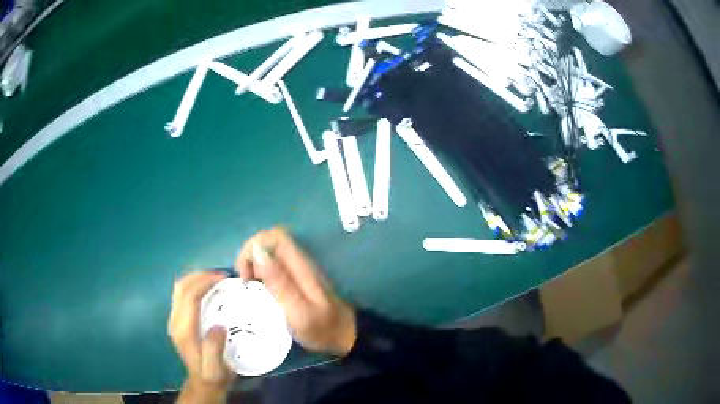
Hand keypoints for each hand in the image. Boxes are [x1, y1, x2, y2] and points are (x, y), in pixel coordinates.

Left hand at [169, 271, 233, 399]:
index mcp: (184, 331)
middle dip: (199, 276)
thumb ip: (214, 348)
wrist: (202, 383)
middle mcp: (175, 321)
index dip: (204, 283)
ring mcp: (174, 319)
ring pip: (179, 289)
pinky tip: (206, 289)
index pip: (189, 297)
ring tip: (214, 279)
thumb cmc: (213, 375)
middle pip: (181, 288)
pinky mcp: (177, 320)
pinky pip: (181, 295)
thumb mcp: (216, 369)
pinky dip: (193, 286)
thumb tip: (219, 326)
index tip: (222, 278)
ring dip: (195, 279)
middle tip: (220, 275)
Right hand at [236, 227, 356, 355]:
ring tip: (248, 289)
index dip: (253, 248)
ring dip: (253, 266)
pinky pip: (273, 267)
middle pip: (269, 242)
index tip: (245, 275)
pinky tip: (258, 293)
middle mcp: (298, 262)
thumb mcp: (298, 310)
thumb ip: (279, 282)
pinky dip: (260, 275)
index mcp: (300, 265)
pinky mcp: (295, 280)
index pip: (274, 236)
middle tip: (245, 283)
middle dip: (250, 257)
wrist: (343, 337)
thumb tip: (257, 251)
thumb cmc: (321, 328)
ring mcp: (297, 270)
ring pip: (269, 254)